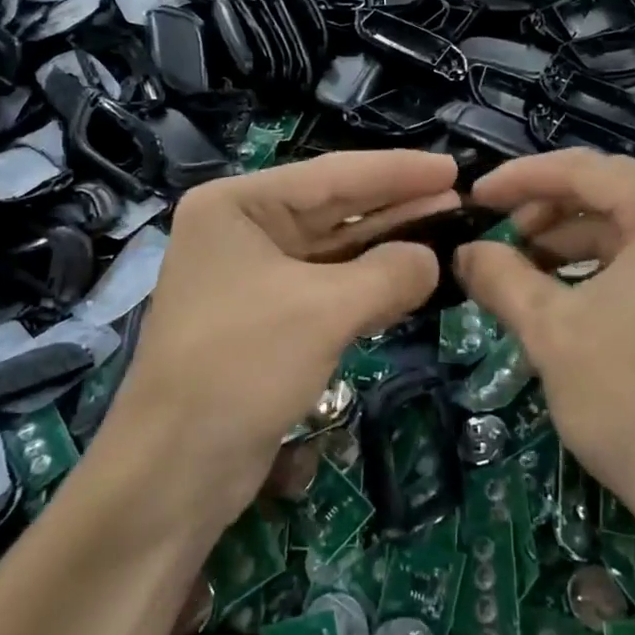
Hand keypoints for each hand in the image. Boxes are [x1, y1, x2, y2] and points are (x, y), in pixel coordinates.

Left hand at [98, 149, 458, 534]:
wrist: (176, 467)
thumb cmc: (241, 366)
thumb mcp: (322, 310)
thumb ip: (388, 274)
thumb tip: (432, 260)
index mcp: (236, 205)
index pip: (330, 176)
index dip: (396, 171)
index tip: (452, 166)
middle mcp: (241, 232)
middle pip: (332, 210)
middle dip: (396, 207)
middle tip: (459, 200)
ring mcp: (252, 278)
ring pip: (333, 252)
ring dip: (386, 247)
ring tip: (447, 233)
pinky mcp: (267, 321)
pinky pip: (327, 290)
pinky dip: (367, 286)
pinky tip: (411, 280)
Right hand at [455, 150, 634, 594]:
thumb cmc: (633, 400)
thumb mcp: (550, 330)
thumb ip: (500, 277)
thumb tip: (465, 252)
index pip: (585, 170)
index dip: (521, 179)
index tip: (476, 199)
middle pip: (615, 197)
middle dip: (550, 214)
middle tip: (502, 243)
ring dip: (578, 246)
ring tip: (530, 276)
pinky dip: (612, 274)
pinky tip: (578, 304)